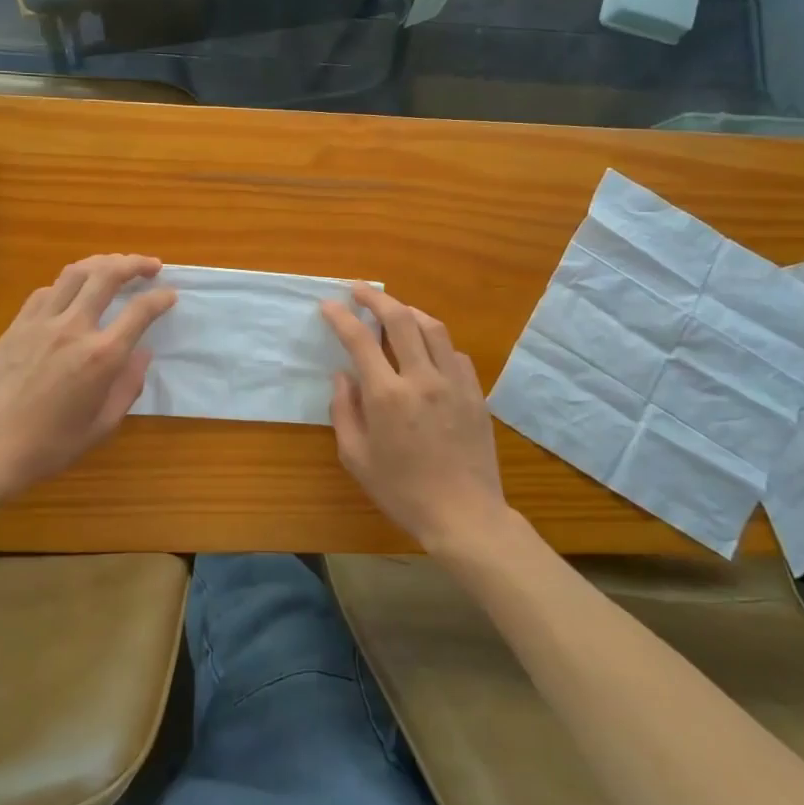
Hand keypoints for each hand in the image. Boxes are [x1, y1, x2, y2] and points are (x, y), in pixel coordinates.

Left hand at [0, 254, 175, 507]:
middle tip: (151, 265)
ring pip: (76, 272)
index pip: (140, 311)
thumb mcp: (102, 426)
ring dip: (102, 262)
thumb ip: (128, 386)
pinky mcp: (17, 325)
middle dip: (135, 263)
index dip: (160, 298)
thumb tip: (143, 354)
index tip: (170, 294)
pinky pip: (47, 290)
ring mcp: (41, 322)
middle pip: (108, 275)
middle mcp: (74, 328)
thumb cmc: (49, 446)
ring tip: (116, 265)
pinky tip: (74, 292)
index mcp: (101, 356)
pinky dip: (69, 283)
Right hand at [321, 285, 508, 551]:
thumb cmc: (402, 491)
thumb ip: (344, 411)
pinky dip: (436, 342)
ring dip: (409, 311)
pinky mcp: (475, 392)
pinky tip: (427, 349)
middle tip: (359, 290)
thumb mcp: (356, 458)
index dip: (341, 317)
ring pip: (432, 328)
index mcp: (387, 396)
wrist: (464, 514)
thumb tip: (343, 375)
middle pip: (400, 319)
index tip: (328, 305)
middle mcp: (421, 378)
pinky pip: (454, 353)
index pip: (360, 340)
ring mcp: (453, 382)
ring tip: (394, 310)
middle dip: (376, 298)